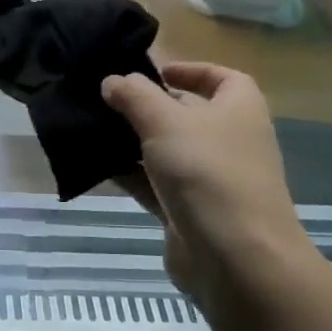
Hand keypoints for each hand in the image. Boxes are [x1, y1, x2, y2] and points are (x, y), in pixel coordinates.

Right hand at [104, 64, 308, 307]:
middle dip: (149, 106)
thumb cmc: (208, 172)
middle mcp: (230, 140)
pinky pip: (156, 186)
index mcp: (239, 108)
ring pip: (167, 152)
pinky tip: (97, 167)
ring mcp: (211, 180)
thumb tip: (113, 81)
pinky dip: (132, 176)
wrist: (236, 260)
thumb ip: (135, 95)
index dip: (190, 70)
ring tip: (92, 128)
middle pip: (187, 114)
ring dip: (134, 142)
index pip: (220, 77)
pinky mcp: (190, 212)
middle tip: (106, 98)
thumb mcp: (165, 121)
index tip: (154, 71)